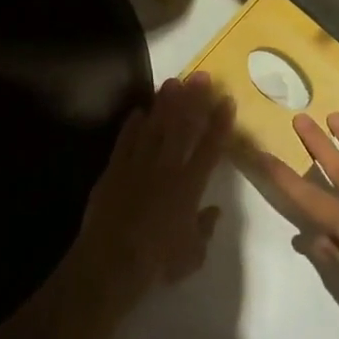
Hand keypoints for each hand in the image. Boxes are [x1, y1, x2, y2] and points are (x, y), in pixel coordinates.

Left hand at [65, 73, 233, 319]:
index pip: (210, 147)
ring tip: (172, 82)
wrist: (111, 262)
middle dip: (193, 98)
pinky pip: (125, 140)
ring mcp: (138, 164)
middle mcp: (166, 167)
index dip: (219, 122)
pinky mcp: (114, 168)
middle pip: (182, 126)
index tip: (227, 100)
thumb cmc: (157, 262)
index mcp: (189, 186)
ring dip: (164, 103)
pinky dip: (132, 124)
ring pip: (154, 125)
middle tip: (201, 76)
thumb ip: (206, 229)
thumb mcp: (192, 255)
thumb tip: (215, 211)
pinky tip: (138, 110)